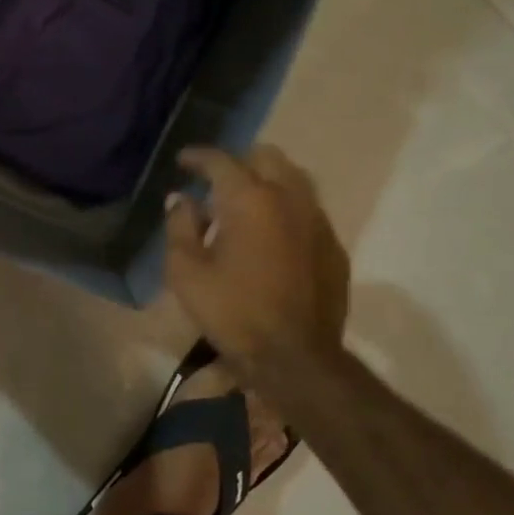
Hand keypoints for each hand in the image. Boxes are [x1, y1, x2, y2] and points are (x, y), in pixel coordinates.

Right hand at [164, 144, 350, 375]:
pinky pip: (308, 210)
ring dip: (267, 181)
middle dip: (239, 162)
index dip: (198, 157)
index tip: (183, 161)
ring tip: (246, 203)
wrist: (295, 358)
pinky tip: (272, 234)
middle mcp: (289, 198)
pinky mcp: (333, 246)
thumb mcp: (186, 272)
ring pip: (294, 179)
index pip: (221, 161)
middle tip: (217, 182)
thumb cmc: (232, 312)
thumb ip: (180, 227)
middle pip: (266, 157)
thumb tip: (181, 200)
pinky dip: (286, 210)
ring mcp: (317, 221)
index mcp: (249, 199)